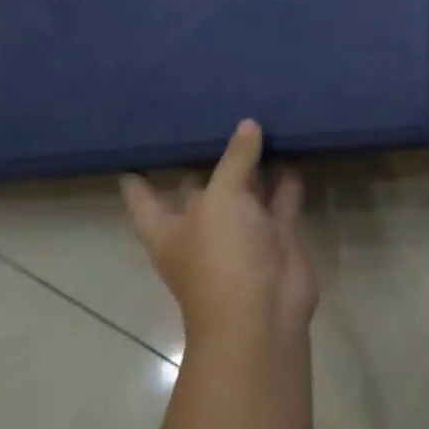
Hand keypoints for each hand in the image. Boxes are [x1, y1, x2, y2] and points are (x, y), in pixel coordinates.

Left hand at [121, 120, 318, 349]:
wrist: (263, 314)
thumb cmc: (221, 258)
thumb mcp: (220, 199)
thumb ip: (235, 160)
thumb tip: (248, 125)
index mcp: (169, 229)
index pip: (144, 199)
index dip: (138, 177)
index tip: (135, 149)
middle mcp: (202, 229)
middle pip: (200, 187)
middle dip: (207, 158)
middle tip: (215, 114)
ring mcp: (241, 233)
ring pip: (245, 189)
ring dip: (253, 162)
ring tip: (260, 118)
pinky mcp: (275, 235)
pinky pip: (280, 197)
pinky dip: (286, 176)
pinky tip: (293, 145)